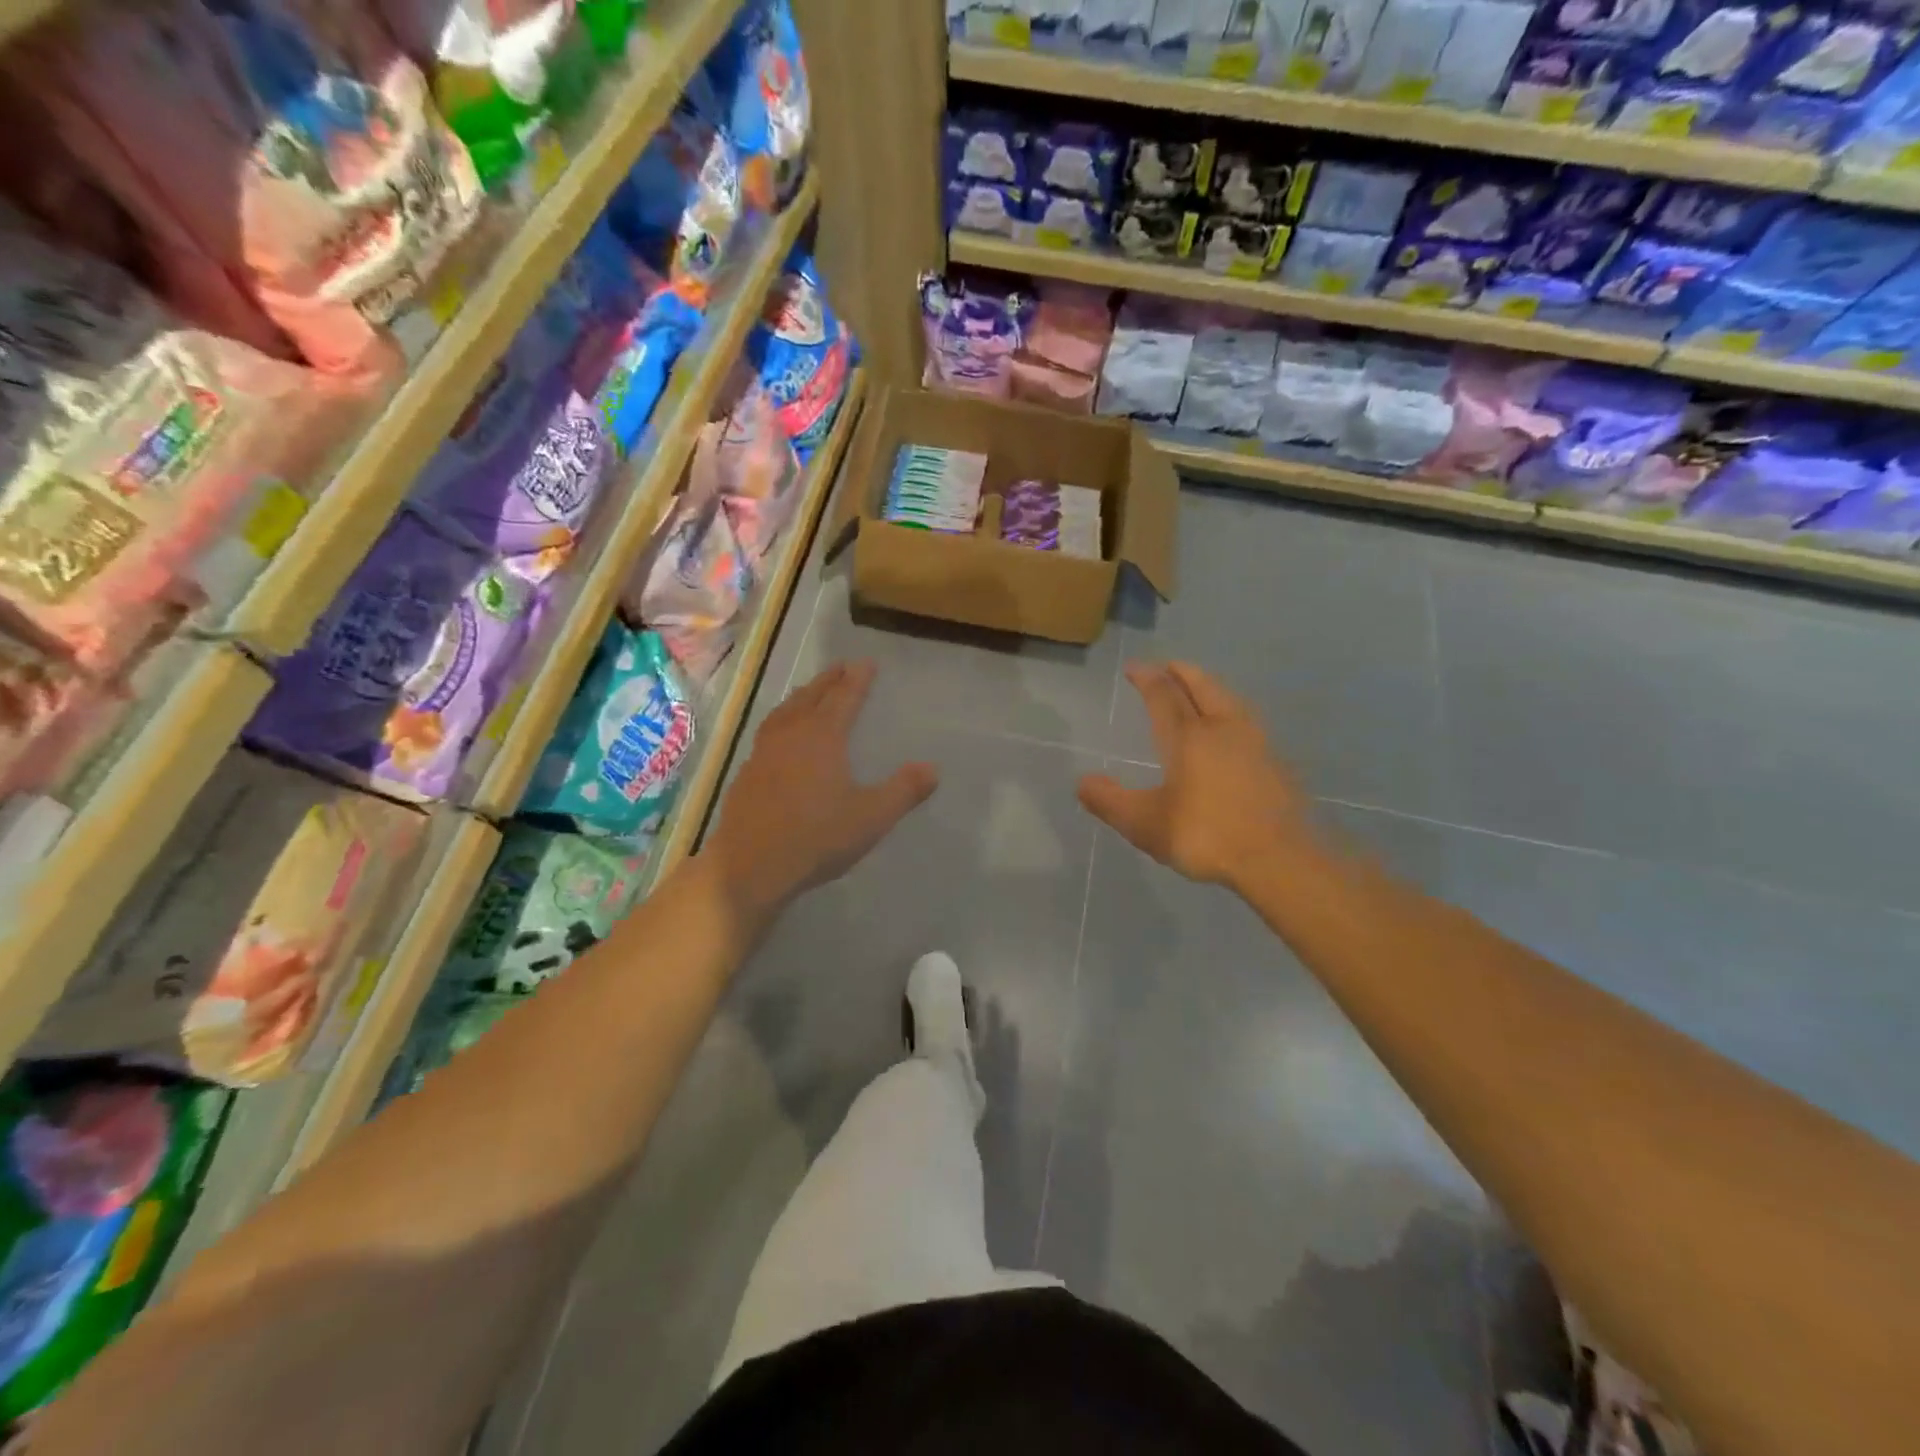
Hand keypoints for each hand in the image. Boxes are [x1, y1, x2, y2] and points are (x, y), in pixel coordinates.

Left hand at [702, 660, 936, 917]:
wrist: (750, 867)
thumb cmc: (816, 838)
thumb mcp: (871, 817)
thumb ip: (904, 791)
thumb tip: (932, 768)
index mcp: (822, 737)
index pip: (844, 698)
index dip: (857, 679)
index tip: (867, 663)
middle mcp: (790, 735)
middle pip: (810, 697)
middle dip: (828, 681)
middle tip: (840, 668)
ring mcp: (762, 754)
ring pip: (783, 713)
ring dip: (800, 698)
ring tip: (809, 694)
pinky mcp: (746, 775)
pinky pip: (768, 735)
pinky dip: (781, 724)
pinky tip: (781, 740)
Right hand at [1078, 662, 1315, 892]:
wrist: (1279, 858)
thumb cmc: (1205, 835)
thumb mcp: (1145, 824)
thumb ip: (1110, 801)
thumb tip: (1082, 782)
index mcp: (1188, 737)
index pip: (1164, 695)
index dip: (1147, 678)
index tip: (1135, 668)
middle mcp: (1222, 728)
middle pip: (1202, 686)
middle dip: (1182, 672)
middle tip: (1168, 666)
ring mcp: (1255, 742)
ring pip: (1229, 700)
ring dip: (1210, 688)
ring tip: (1200, 689)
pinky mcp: (1276, 762)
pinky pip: (1247, 722)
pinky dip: (1230, 712)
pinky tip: (1231, 730)